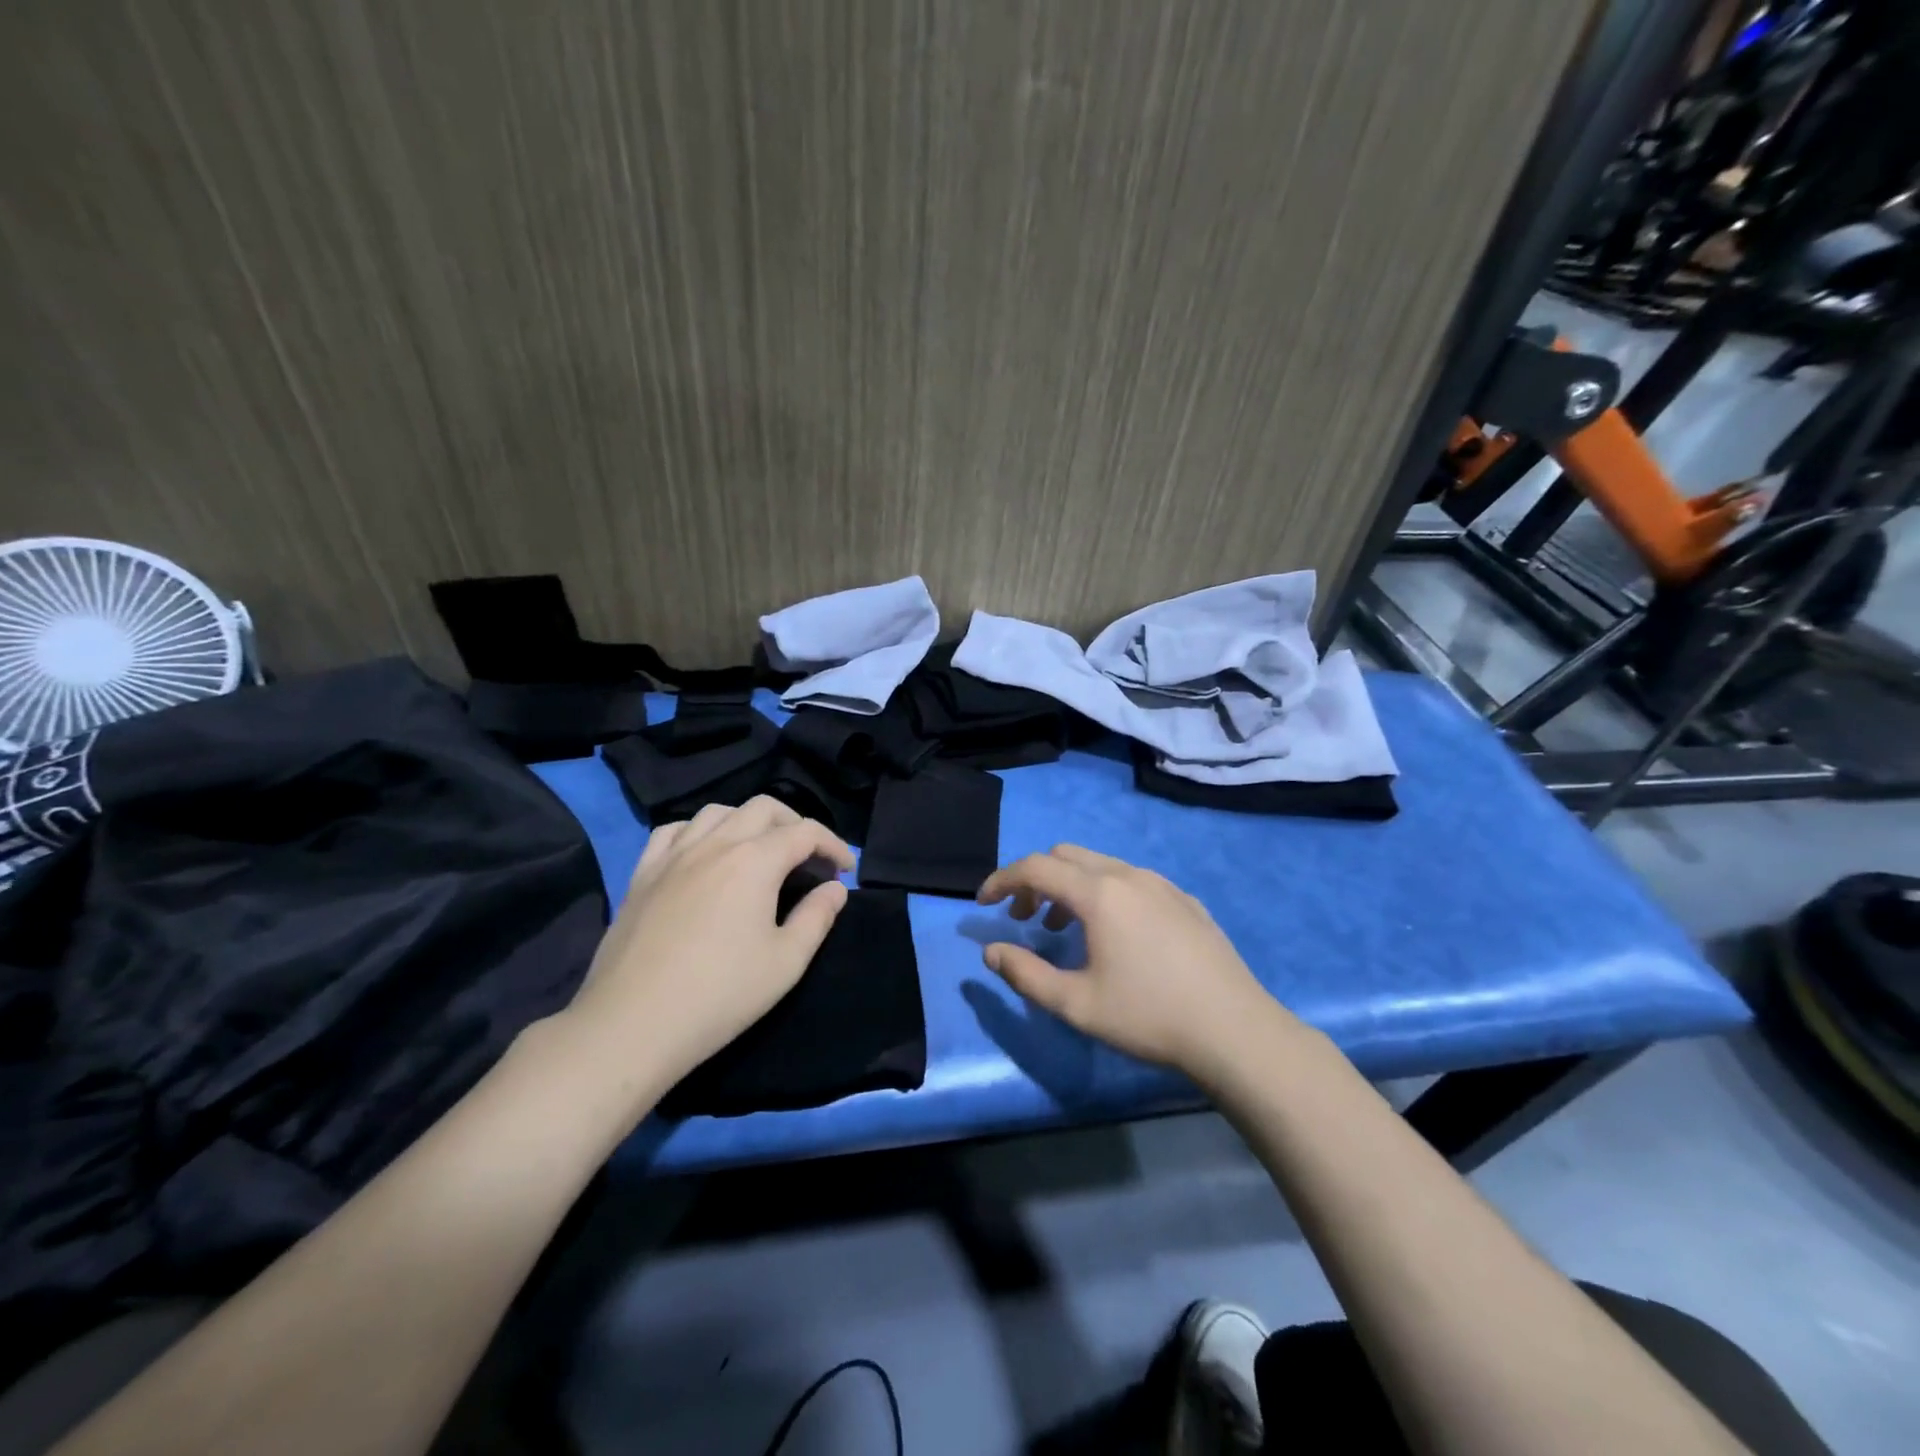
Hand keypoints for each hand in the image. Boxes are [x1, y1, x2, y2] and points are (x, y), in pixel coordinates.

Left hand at [562, 797, 854, 1103]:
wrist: (632, 1024)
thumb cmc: (720, 995)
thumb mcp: (786, 963)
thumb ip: (817, 918)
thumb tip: (835, 889)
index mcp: (755, 861)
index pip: (805, 832)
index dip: (833, 845)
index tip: (846, 870)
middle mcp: (715, 844)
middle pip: (764, 808)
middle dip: (795, 824)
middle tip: (809, 857)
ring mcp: (673, 855)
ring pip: (717, 812)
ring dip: (748, 821)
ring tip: (759, 851)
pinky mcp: (642, 874)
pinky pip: (673, 831)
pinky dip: (699, 831)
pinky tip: (704, 852)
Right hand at [976, 845, 1292, 1076]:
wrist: (1235, 1031)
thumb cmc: (1148, 1017)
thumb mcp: (1076, 1004)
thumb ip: (1025, 974)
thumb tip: (992, 952)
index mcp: (1099, 894)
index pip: (1035, 867)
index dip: (1002, 881)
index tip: (983, 903)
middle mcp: (1128, 875)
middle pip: (1066, 856)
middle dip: (1036, 880)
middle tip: (1023, 919)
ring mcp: (1162, 885)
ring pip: (1101, 866)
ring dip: (1070, 887)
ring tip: (1063, 930)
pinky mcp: (1185, 900)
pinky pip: (1132, 881)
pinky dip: (1105, 894)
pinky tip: (1115, 936)